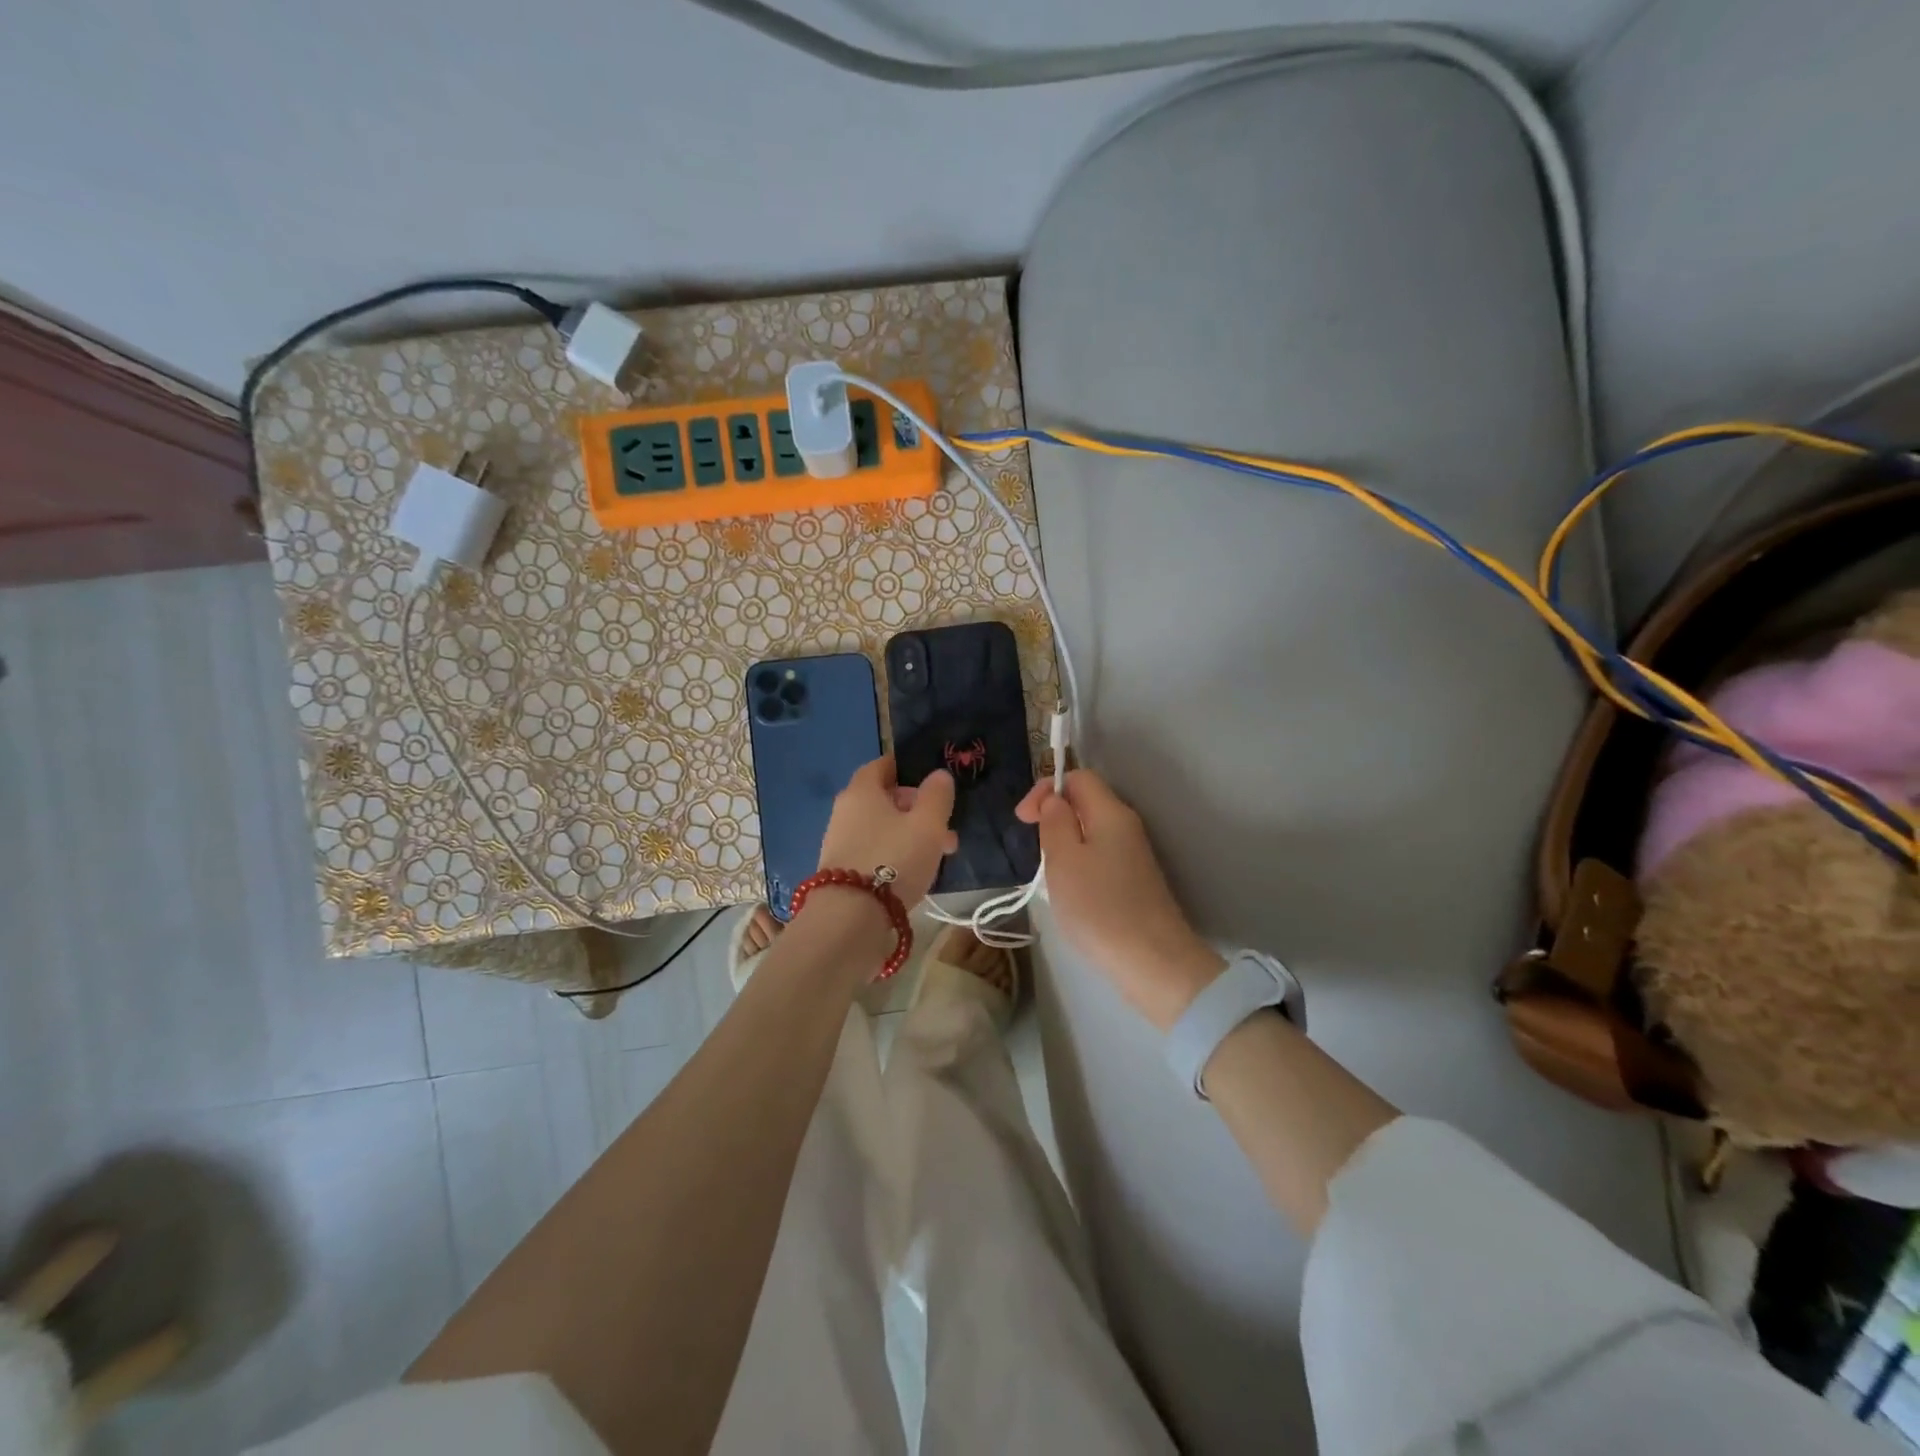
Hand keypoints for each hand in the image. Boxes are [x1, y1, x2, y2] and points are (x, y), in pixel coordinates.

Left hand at [818, 759, 957, 907]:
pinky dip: (895, 855)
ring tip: (940, 854)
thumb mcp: (927, 824)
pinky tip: (916, 873)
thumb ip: (936, 795)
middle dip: (916, 809)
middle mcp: (845, 811)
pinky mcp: (841, 872)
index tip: (930, 780)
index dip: (906, 769)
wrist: (850, 918)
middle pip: (884, 800)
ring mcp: (840, 843)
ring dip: (910, 835)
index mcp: (861, 790)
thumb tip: (938, 775)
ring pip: (882, 829)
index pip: (881, 766)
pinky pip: (875, 852)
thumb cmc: (893, 860)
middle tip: (945, 826)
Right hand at [1017, 771, 1223, 1030]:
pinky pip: (1098, 858)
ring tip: (1048, 875)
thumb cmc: (1098, 906)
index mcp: (1111, 813)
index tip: (1024, 820)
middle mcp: (1126, 827)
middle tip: (1034, 850)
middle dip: (1053, 819)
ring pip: (1090, 833)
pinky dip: (1078, 866)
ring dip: (1063, 846)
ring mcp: (1133, 856)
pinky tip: (1069, 894)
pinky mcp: (1133, 883)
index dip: (1046, 789)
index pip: (1078, 777)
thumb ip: (1055, 821)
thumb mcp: (1063, 859)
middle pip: (1085, 804)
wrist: (1151, 961)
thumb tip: (1054, 800)